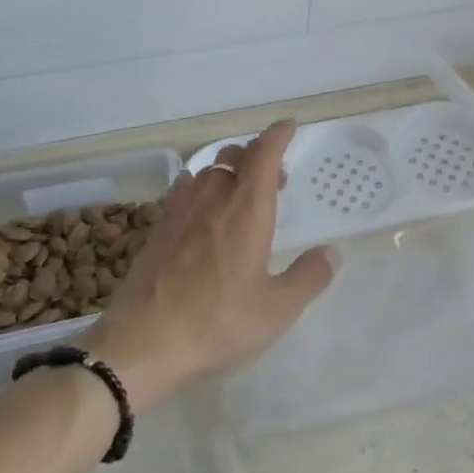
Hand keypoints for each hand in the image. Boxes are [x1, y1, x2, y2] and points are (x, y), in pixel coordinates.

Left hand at [81, 120, 335, 408]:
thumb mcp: (277, 310)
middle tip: (275, 179)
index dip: (277, 136)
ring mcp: (180, 213)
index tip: (289, 127)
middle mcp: (213, 200)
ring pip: (207, 170)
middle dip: (256, 155)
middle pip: (233, 156)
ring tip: (241, 193)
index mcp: (247, 211)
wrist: (142, 345)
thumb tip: (332, 253)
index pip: (264, 155)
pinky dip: (198, 186)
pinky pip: (182, 190)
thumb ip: (309, 277)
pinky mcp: (157, 231)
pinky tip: (200, 205)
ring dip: (228, 170)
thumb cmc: (218, 323)